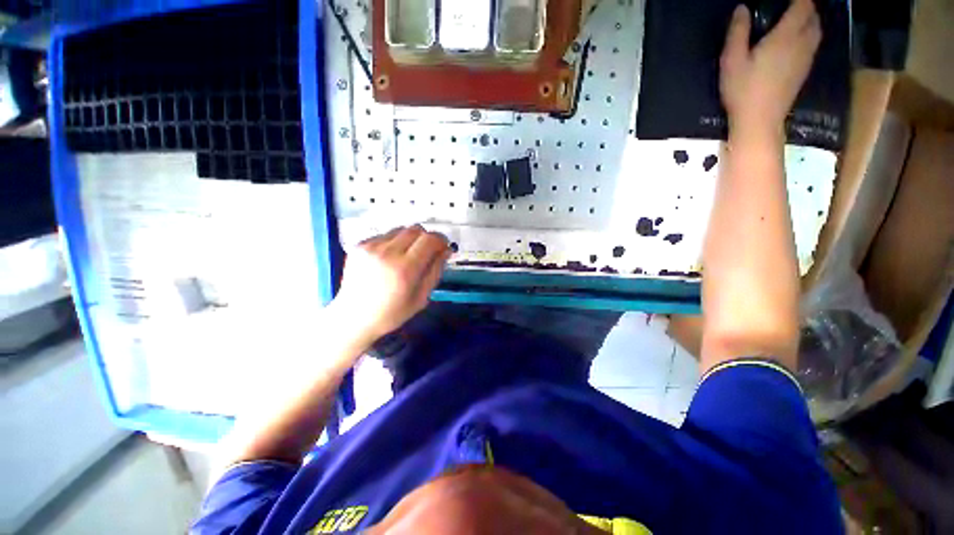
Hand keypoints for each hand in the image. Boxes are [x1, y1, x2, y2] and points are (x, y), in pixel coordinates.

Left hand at [334, 225, 450, 341]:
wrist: (353, 317)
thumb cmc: (391, 313)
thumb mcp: (422, 297)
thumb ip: (436, 271)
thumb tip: (446, 250)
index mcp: (405, 269)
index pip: (430, 239)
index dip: (441, 240)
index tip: (443, 247)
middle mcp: (387, 252)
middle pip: (416, 229)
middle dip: (426, 238)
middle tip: (427, 252)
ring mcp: (370, 247)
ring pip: (400, 230)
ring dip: (409, 240)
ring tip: (405, 257)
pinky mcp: (359, 245)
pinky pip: (385, 235)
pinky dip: (393, 243)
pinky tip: (388, 260)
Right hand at [719, 0, 821, 132]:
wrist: (759, 122)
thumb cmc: (743, 91)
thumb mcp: (732, 61)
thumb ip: (737, 33)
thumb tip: (742, 8)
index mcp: (786, 36)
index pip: (803, 5)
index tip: (787, 0)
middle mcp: (802, 43)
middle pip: (814, 16)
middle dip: (806, 7)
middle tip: (789, 7)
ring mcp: (805, 58)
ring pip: (816, 30)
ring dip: (809, 21)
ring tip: (794, 20)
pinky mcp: (804, 71)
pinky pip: (813, 44)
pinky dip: (808, 35)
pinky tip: (795, 41)